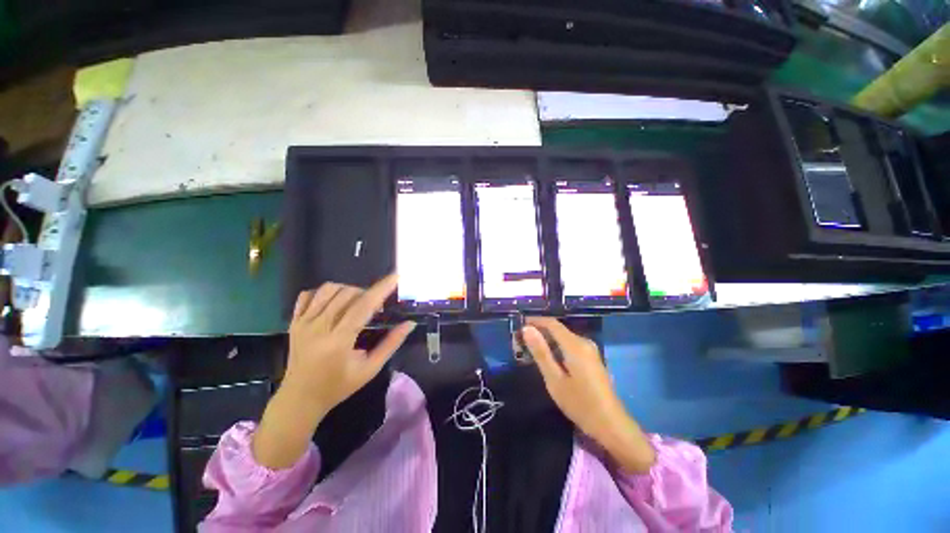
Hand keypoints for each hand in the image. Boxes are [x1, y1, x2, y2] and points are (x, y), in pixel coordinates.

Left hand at [253, 274, 414, 468]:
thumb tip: (410, 324)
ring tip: (357, 302)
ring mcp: (303, 323)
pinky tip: (334, 303)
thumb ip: (391, 344)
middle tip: (376, 306)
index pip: (363, 306)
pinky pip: (308, 295)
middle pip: (347, 294)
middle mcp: (319, 327)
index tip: (395, 277)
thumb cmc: (339, 386)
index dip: (381, 289)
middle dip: (368, 293)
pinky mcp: (294, 322)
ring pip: (328, 289)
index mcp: (339, 341)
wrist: (300, 399)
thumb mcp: (370, 369)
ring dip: (348, 289)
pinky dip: (324, 292)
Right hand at [521, 317, 655, 472]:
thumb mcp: (554, 379)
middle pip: (558, 329)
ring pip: (564, 337)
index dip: (535, 321)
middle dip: (539, 331)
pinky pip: (570, 345)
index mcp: (575, 345)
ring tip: (530, 349)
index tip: (519, 324)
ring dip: (547, 340)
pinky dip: (557, 347)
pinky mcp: (591, 358)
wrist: (611, 425)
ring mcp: (590, 350)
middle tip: (521, 341)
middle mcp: (584, 342)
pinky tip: (548, 358)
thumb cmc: (580, 403)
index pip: (552, 323)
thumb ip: (541, 352)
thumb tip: (527, 328)